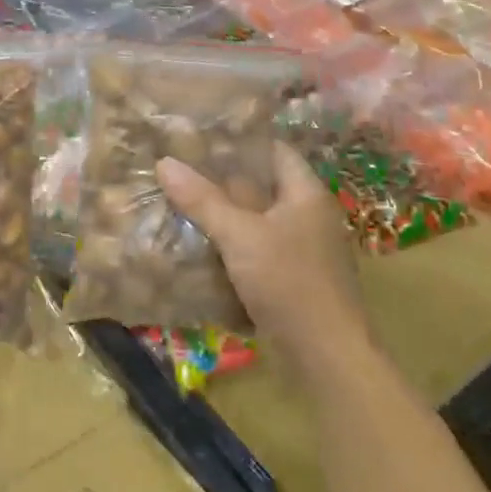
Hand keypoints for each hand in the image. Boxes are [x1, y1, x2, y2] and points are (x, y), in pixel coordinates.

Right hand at [156, 140, 369, 371]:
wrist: (326, 356)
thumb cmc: (288, 282)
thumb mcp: (239, 235)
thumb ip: (202, 200)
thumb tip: (164, 162)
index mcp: (306, 194)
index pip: (275, 151)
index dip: (241, 140)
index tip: (202, 135)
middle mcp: (309, 216)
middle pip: (263, 185)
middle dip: (223, 178)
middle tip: (181, 167)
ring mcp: (302, 249)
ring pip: (257, 220)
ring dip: (225, 214)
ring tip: (182, 200)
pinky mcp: (292, 279)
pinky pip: (257, 249)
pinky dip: (232, 244)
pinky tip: (200, 244)